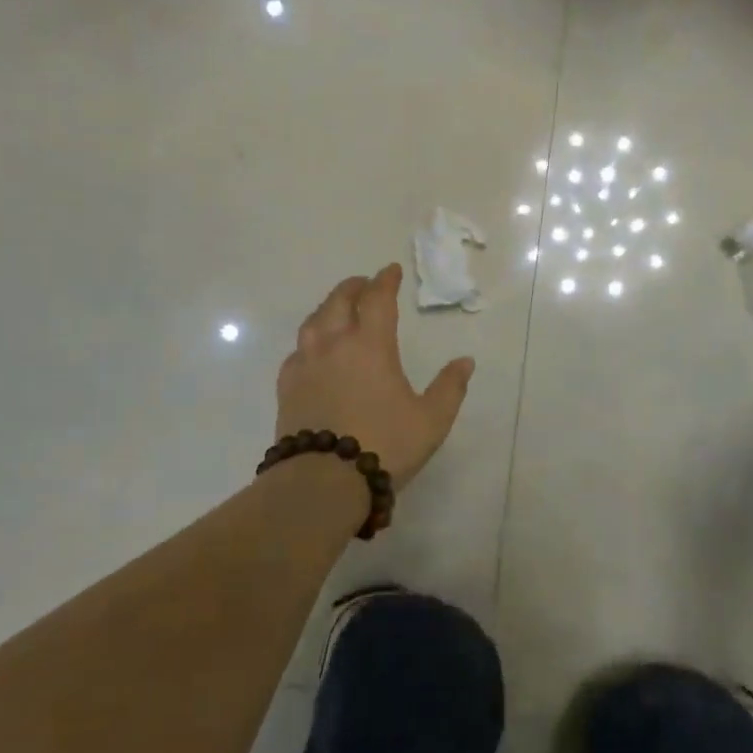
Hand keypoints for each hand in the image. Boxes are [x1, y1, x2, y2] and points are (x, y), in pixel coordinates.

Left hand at [277, 264, 474, 490]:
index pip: (377, 299)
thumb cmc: (384, 445)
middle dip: (353, 287)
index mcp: (370, 345)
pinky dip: (310, 340)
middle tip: (364, 284)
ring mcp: (305, 365)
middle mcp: (334, 345)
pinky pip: (297, 351)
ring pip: (313, 322)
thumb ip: (450, 387)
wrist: (324, 481)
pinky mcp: (287, 388)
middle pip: (339, 302)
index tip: (391, 271)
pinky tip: (314, 352)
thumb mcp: (431, 420)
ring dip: (328, 308)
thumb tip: (465, 361)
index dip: (385, 281)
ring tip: (337, 310)